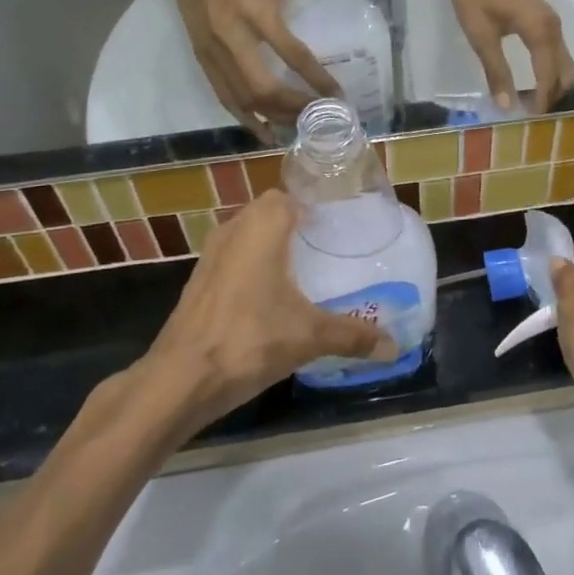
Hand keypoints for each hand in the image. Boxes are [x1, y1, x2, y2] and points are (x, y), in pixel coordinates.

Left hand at [140, 191, 393, 435]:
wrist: (179, 379)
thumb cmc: (249, 340)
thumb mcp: (309, 337)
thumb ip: (353, 336)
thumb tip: (394, 346)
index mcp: (262, 226)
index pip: (291, 195)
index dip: (317, 204)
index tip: (343, 222)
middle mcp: (234, 229)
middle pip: (271, 212)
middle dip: (299, 225)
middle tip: (332, 246)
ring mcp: (211, 255)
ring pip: (249, 235)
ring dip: (273, 245)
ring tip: (307, 269)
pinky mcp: (199, 281)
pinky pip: (235, 258)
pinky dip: (255, 266)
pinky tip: (274, 296)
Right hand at [163, 0, 337, 131]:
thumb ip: (283, 19)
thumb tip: (298, 50)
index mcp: (256, 15)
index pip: (293, 55)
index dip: (316, 79)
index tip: (337, 96)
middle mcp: (233, 40)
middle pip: (265, 89)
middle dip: (294, 108)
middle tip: (318, 119)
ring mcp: (213, 53)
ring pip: (243, 100)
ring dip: (272, 118)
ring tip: (295, 131)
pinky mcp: (201, 59)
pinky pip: (224, 96)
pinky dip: (244, 116)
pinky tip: (261, 129)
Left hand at [451, 0, 573, 111]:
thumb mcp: (481, 35)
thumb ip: (496, 71)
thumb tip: (508, 106)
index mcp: (541, 33)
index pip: (549, 77)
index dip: (542, 101)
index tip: (529, 121)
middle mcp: (554, 29)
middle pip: (566, 73)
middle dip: (553, 96)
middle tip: (530, 115)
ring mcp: (552, 24)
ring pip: (565, 63)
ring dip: (553, 85)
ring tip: (531, 103)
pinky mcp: (545, 21)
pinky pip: (557, 53)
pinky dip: (550, 71)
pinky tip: (532, 82)